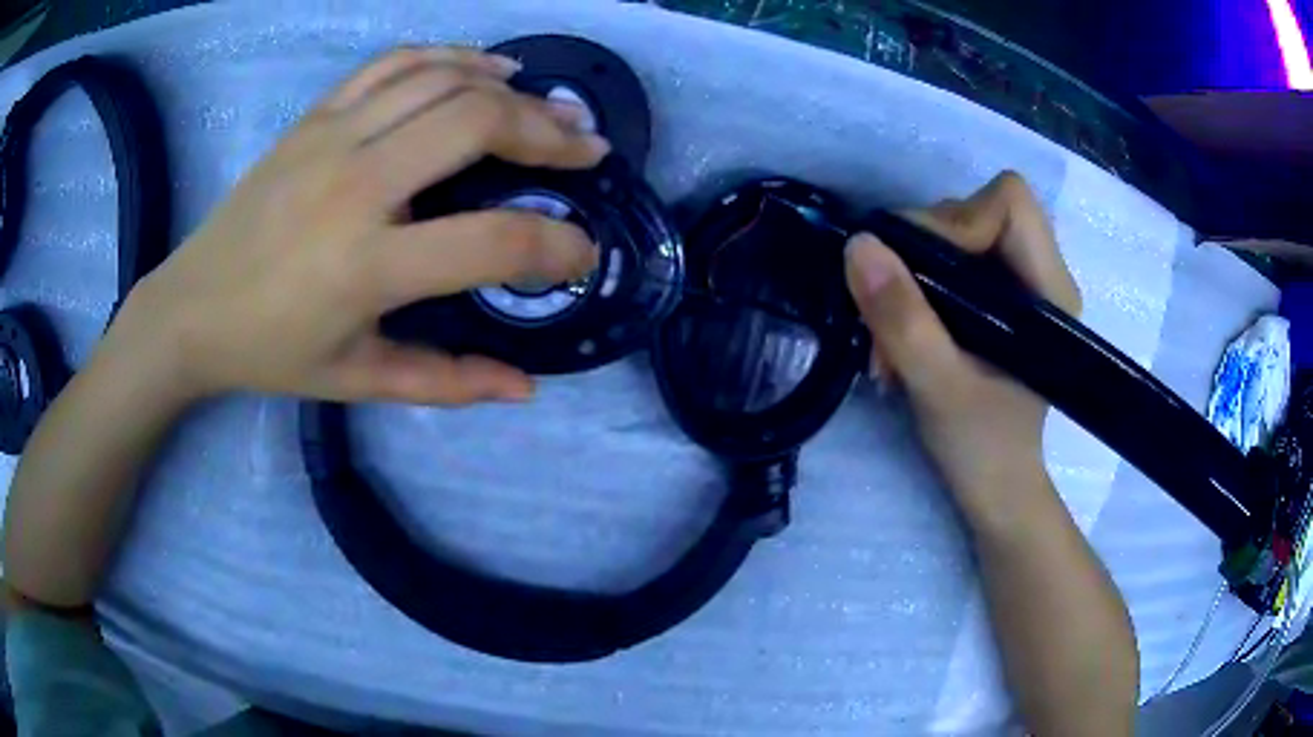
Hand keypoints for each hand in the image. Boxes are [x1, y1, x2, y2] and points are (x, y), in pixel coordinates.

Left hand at [115, 46, 606, 404]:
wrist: (191, 309)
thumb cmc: (272, 352)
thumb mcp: (358, 381)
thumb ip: (446, 382)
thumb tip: (525, 387)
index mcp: (365, 267)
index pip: (490, 243)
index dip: (554, 246)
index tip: (583, 251)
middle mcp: (355, 186)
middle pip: (476, 125)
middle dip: (547, 134)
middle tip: (587, 148)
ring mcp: (331, 138)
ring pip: (444, 82)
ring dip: (511, 90)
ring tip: (552, 107)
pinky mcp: (315, 117)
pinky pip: (396, 64)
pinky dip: (453, 56)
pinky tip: (489, 66)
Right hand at [844, 172, 1080, 506]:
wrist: (996, 488)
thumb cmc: (983, 448)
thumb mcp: (939, 387)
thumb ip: (902, 319)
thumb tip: (858, 244)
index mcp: (1049, 290)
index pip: (1008, 203)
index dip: (957, 222)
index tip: (918, 272)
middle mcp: (1040, 273)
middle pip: (976, 210)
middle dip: (921, 249)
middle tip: (888, 306)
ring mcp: (1018, 284)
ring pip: (956, 233)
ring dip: (911, 272)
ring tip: (889, 333)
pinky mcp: (998, 298)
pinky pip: (950, 260)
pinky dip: (916, 285)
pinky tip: (902, 329)